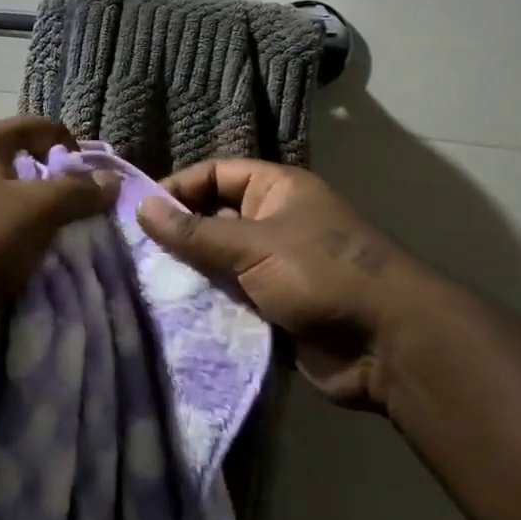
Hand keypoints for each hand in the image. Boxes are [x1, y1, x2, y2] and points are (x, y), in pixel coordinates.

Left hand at [0, 118, 119, 318]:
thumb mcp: (36, 213)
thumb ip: (76, 193)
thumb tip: (112, 179)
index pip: (38, 126)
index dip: (72, 147)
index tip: (94, 182)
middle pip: (13, 160)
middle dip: (47, 186)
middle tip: (71, 217)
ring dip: (19, 214)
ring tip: (40, 244)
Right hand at [136, 160, 432, 413]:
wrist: (387, 344)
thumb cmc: (321, 273)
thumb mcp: (253, 245)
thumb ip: (195, 232)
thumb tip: (141, 208)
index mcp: (277, 190)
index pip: (216, 175)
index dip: (179, 187)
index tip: (139, 211)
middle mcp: (274, 221)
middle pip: (214, 219)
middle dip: (178, 235)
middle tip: (133, 252)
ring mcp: (275, 266)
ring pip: (219, 262)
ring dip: (189, 273)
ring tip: (143, 283)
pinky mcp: (274, 306)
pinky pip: (231, 297)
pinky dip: (207, 303)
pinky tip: (171, 312)